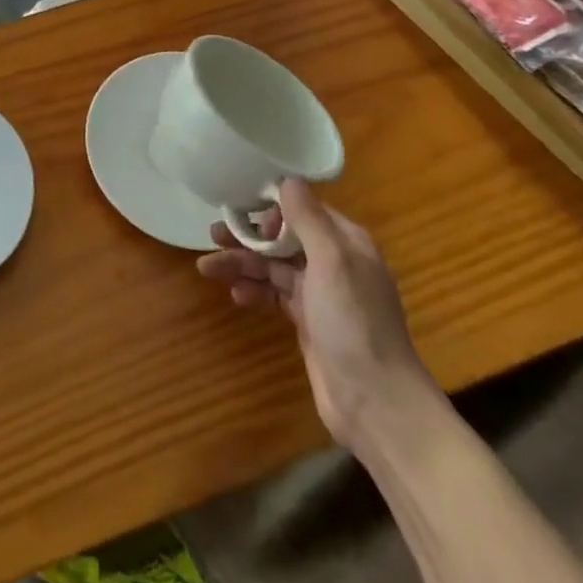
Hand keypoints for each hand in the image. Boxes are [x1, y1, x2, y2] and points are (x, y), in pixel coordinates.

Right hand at [197, 179, 441, 452]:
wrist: (375, 403)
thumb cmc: (354, 323)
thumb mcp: (332, 262)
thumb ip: (308, 218)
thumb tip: (287, 179)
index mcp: (346, 243)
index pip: (303, 209)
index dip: (271, 208)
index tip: (246, 215)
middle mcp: (334, 263)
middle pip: (283, 237)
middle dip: (248, 236)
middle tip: (213, 235)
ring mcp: (321, 294)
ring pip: (273, 267)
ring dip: (242, 264)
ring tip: (207, 269)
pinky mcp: (308, 322)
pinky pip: (274, 295)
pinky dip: (254, 291)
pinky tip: (235, 296)